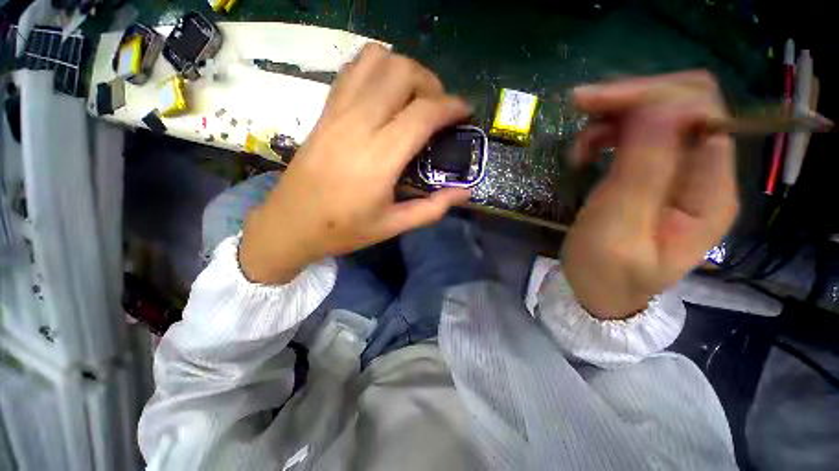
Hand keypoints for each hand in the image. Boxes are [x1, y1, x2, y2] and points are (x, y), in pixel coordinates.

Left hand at [240, 44, 470, 283]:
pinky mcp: (325, 110)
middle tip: (439, 108)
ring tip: (414, 97)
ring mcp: (337, 112)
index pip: (423, 113)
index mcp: (379, 158)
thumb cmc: (344, 229)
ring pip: (377, 61)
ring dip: (405, 70)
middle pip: (402, 74)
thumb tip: (465, 192)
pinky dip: (378, 69)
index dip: (451, 107)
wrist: (291, 223)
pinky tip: (385, 94)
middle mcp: (358, 125)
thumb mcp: (393, 226)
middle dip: (431, 83)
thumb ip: (433, 208)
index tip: (465, 112)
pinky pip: (353, 70)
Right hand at [562, 71, 738, 318]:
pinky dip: (609, 133)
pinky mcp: (653, 174)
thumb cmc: (605, 273)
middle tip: (581, 109)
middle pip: (683, 104)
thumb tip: (661, 108)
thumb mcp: (617, 230)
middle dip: (631, 99)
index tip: (594, 105)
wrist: (600, 291)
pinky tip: (586, 153)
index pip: (703, 115)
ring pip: (658, 114)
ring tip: (579, 149)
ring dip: (615, 118)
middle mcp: (704, 174)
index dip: (653, 96)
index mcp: (709, 193)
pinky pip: (638, 134)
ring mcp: (678, 172)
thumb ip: (642, 173)